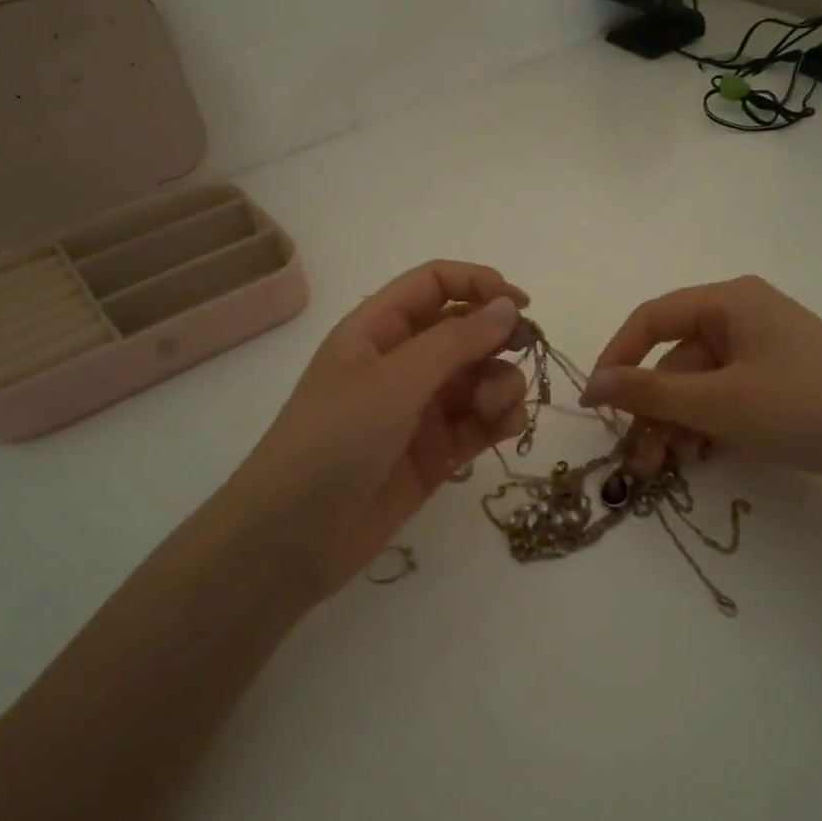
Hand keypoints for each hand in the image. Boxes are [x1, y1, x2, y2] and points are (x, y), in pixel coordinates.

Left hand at [210, 261, 530, 600]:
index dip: (478, 284)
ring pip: (480, 377)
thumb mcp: (394, 380)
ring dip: (501, 383)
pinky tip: (508, 428)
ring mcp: (420, 410)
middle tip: (527, 351)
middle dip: (498, 338)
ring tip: (496, 409)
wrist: (294, 537)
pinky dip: (500, 420)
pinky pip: (480, 423)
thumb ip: (456, 341)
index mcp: (378, 330)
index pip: (435, 285)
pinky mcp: (436, 453)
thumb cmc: (335, 439)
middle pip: (465, 330)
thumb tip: (509, 307)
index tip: (522, 304)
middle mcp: (402, 363)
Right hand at [582, 275, 821, 504]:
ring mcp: (766, 347)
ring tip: (665, 467)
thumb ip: (650, 393)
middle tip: (636, 458)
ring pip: (701, 382)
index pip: (652, 319)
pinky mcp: (782, 378)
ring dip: (677, 422)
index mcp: (730, 300)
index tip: (594, 402)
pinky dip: (708, 422)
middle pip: (676, 358)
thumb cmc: (802, 408)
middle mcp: (745, 314)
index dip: (616, 358)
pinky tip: (700, 454)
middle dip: (653, 409)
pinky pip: (728, 393)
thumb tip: (593, 384)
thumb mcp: (718, 403)